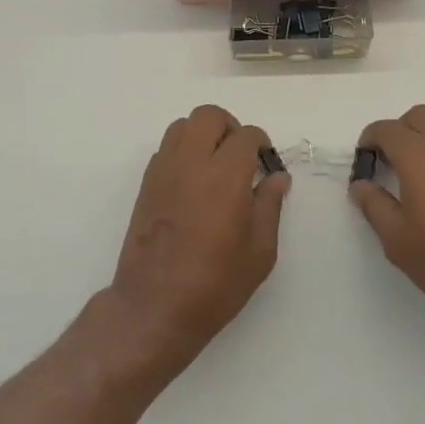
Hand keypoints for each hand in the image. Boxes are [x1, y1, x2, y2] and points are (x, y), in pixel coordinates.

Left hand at [107, 105, 289, 378]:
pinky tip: (193, 181)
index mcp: (226, 175)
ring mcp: (165, 170)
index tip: (266, 164)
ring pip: (183, 125)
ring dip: (203, 134)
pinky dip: (183, 151)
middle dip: (230, 127)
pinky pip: (166, 147)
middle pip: (209, 116)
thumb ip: (270, 206)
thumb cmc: (215, 284)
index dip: (261, 144)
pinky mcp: (147, 183)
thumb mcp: (259, 252)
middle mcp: (192, 162)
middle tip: (240, 156)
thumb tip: (277, 177)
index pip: (246, 135)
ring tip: (215, 164)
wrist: (154, 307)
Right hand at [352, 105, 424, 337]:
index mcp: (420, 155)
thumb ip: (374, 205)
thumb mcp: (397, 240)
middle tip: (389, 163)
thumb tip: (361, 185)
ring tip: (417, 178)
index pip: (387, 129)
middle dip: (399, 131)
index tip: (364, 162)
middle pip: (419, 116)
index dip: (369, 140)